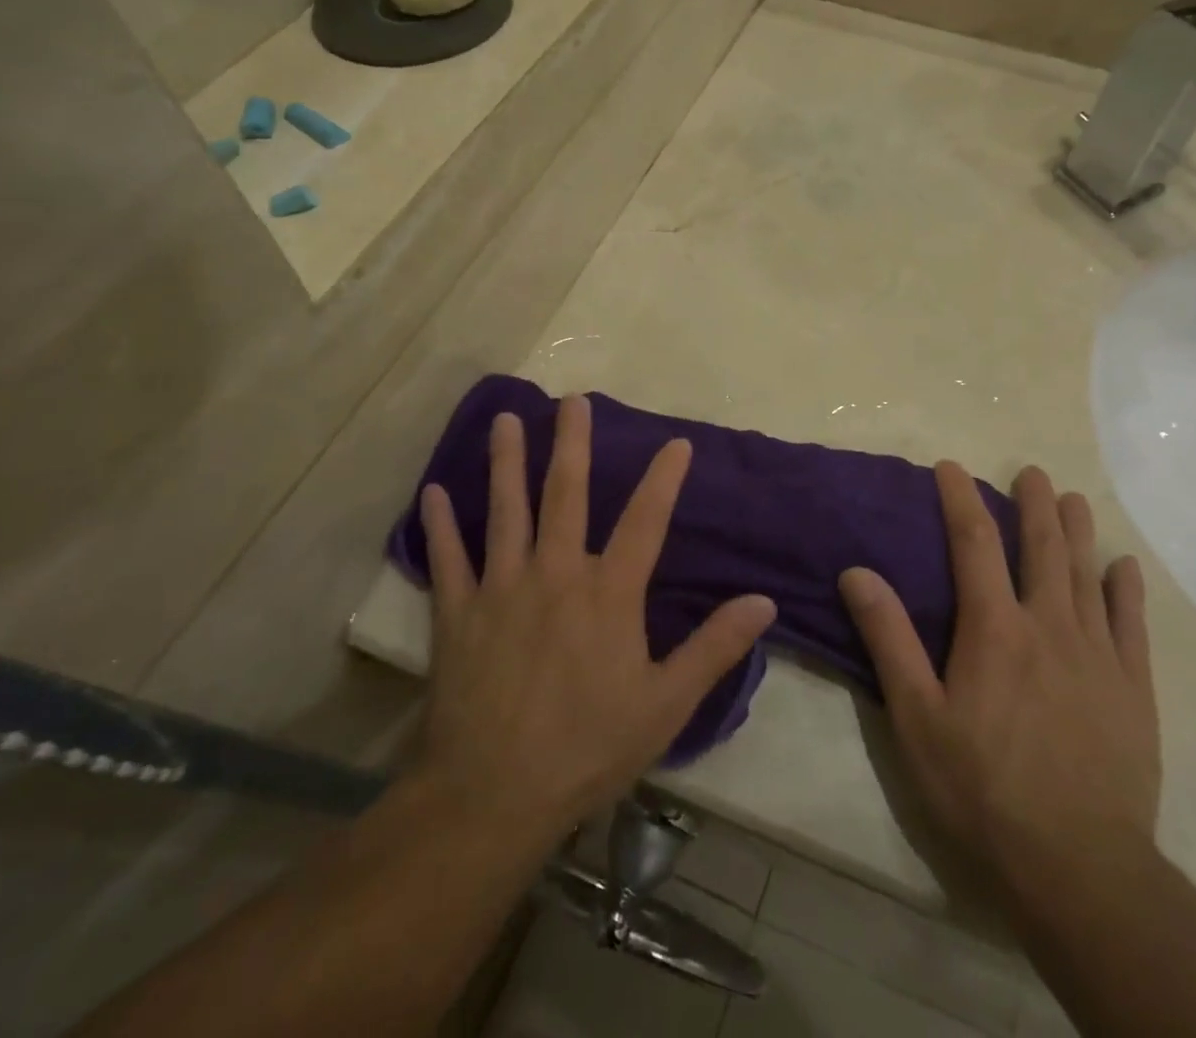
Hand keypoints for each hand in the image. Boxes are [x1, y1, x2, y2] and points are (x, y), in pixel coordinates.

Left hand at [415, 395, 776, 844]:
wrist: (493, 796)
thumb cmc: (588, 748)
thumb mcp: (666, 704)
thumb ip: (714, 648)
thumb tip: (763, 603)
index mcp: (609, 593)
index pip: (646, 520)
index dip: (664, 478)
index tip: (677, 443)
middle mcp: (556, 574)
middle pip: (566, 494)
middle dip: (573, 444)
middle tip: (573, 400)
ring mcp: (502, 589)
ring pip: (505, 511)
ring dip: (506, 462)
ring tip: (506, 420)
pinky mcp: (458, 613)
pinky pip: (447, 559)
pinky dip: (439, 525)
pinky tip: (432, 492)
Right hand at [839, 462, 1159, 890]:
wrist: (1078, 867)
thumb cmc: (982, 789)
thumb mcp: (916, 717)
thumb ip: (889, 639)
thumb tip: (858, 572)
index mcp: (994, 629)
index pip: (974, 542)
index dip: (961, 499)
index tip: (952, 467)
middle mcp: (1048, 625)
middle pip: (1041, 547)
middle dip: (1033, 504)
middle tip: (1032, 472)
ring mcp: (1098, 655)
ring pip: (1086, 575)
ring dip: (1077, 531)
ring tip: (1072, 498)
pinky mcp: (1133, 689)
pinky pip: (1132, 625)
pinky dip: (1126, 590)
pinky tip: (1123, 567)